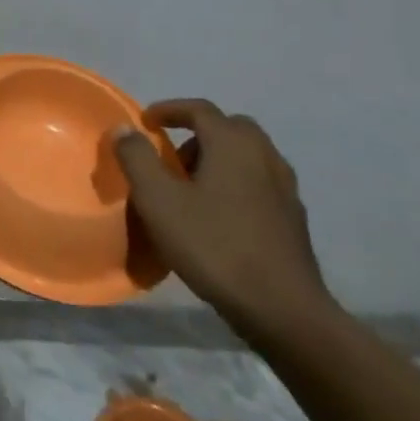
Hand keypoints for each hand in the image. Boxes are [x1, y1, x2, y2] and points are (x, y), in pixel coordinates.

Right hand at [114, 99, 331, 337]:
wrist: (284, 311)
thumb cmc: (214, 246)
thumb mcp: (158, 200)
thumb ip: (137, 158)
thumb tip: (125, 129)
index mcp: (233, 144)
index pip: (200, 109)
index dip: (169, 110)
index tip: (146, 121)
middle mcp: (265, 156)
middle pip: (230, 128)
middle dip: (199, 132)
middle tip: (172, 154)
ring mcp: (285, 189)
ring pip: (249, 156)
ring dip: (219, 158)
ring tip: (192, 186)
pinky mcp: (294, 220)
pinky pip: (260, 183)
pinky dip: (237, 183)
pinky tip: (220, 214)